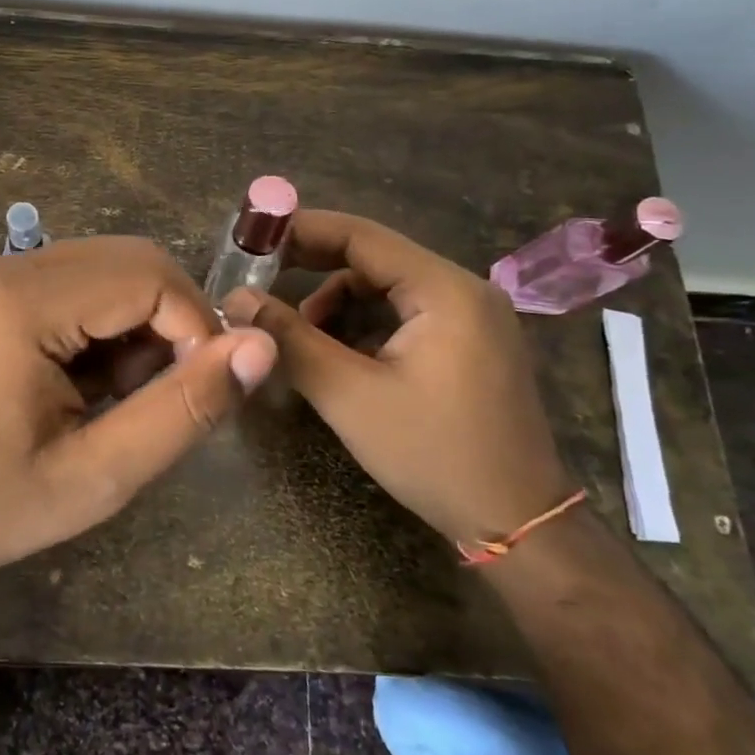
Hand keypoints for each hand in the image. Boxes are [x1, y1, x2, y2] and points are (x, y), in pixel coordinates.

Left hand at [0, 237, 277, 593]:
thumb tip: (260, 347)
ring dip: (138, 326)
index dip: (197, 329)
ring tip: (120, 399)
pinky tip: (88, 385)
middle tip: (164, 397)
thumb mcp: (97, 476)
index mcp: (23, 302)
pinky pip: (74, 286)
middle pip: (131, 262)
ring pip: (106, 271)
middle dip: (171, 323)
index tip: (202, 393)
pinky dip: (103, 326)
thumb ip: (183, 409)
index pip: (150, 276)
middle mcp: (6, 268)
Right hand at [223, 211, 573, 545]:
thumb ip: (290, 339)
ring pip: (389, 288)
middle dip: (314, 266)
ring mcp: (474, 317)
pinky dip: (366, 323)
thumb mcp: (349, 396)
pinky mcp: (472, 344)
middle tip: (260, 278)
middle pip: (376, 258)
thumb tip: (237, 299)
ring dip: (338, 301)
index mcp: (445, 290)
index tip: (253, 237)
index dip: (302, 230)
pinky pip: (407, 313)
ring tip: (299, 333)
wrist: (517, 523)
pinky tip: (339, 352)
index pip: (362, 236)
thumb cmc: (433, 455)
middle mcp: (465, 290)